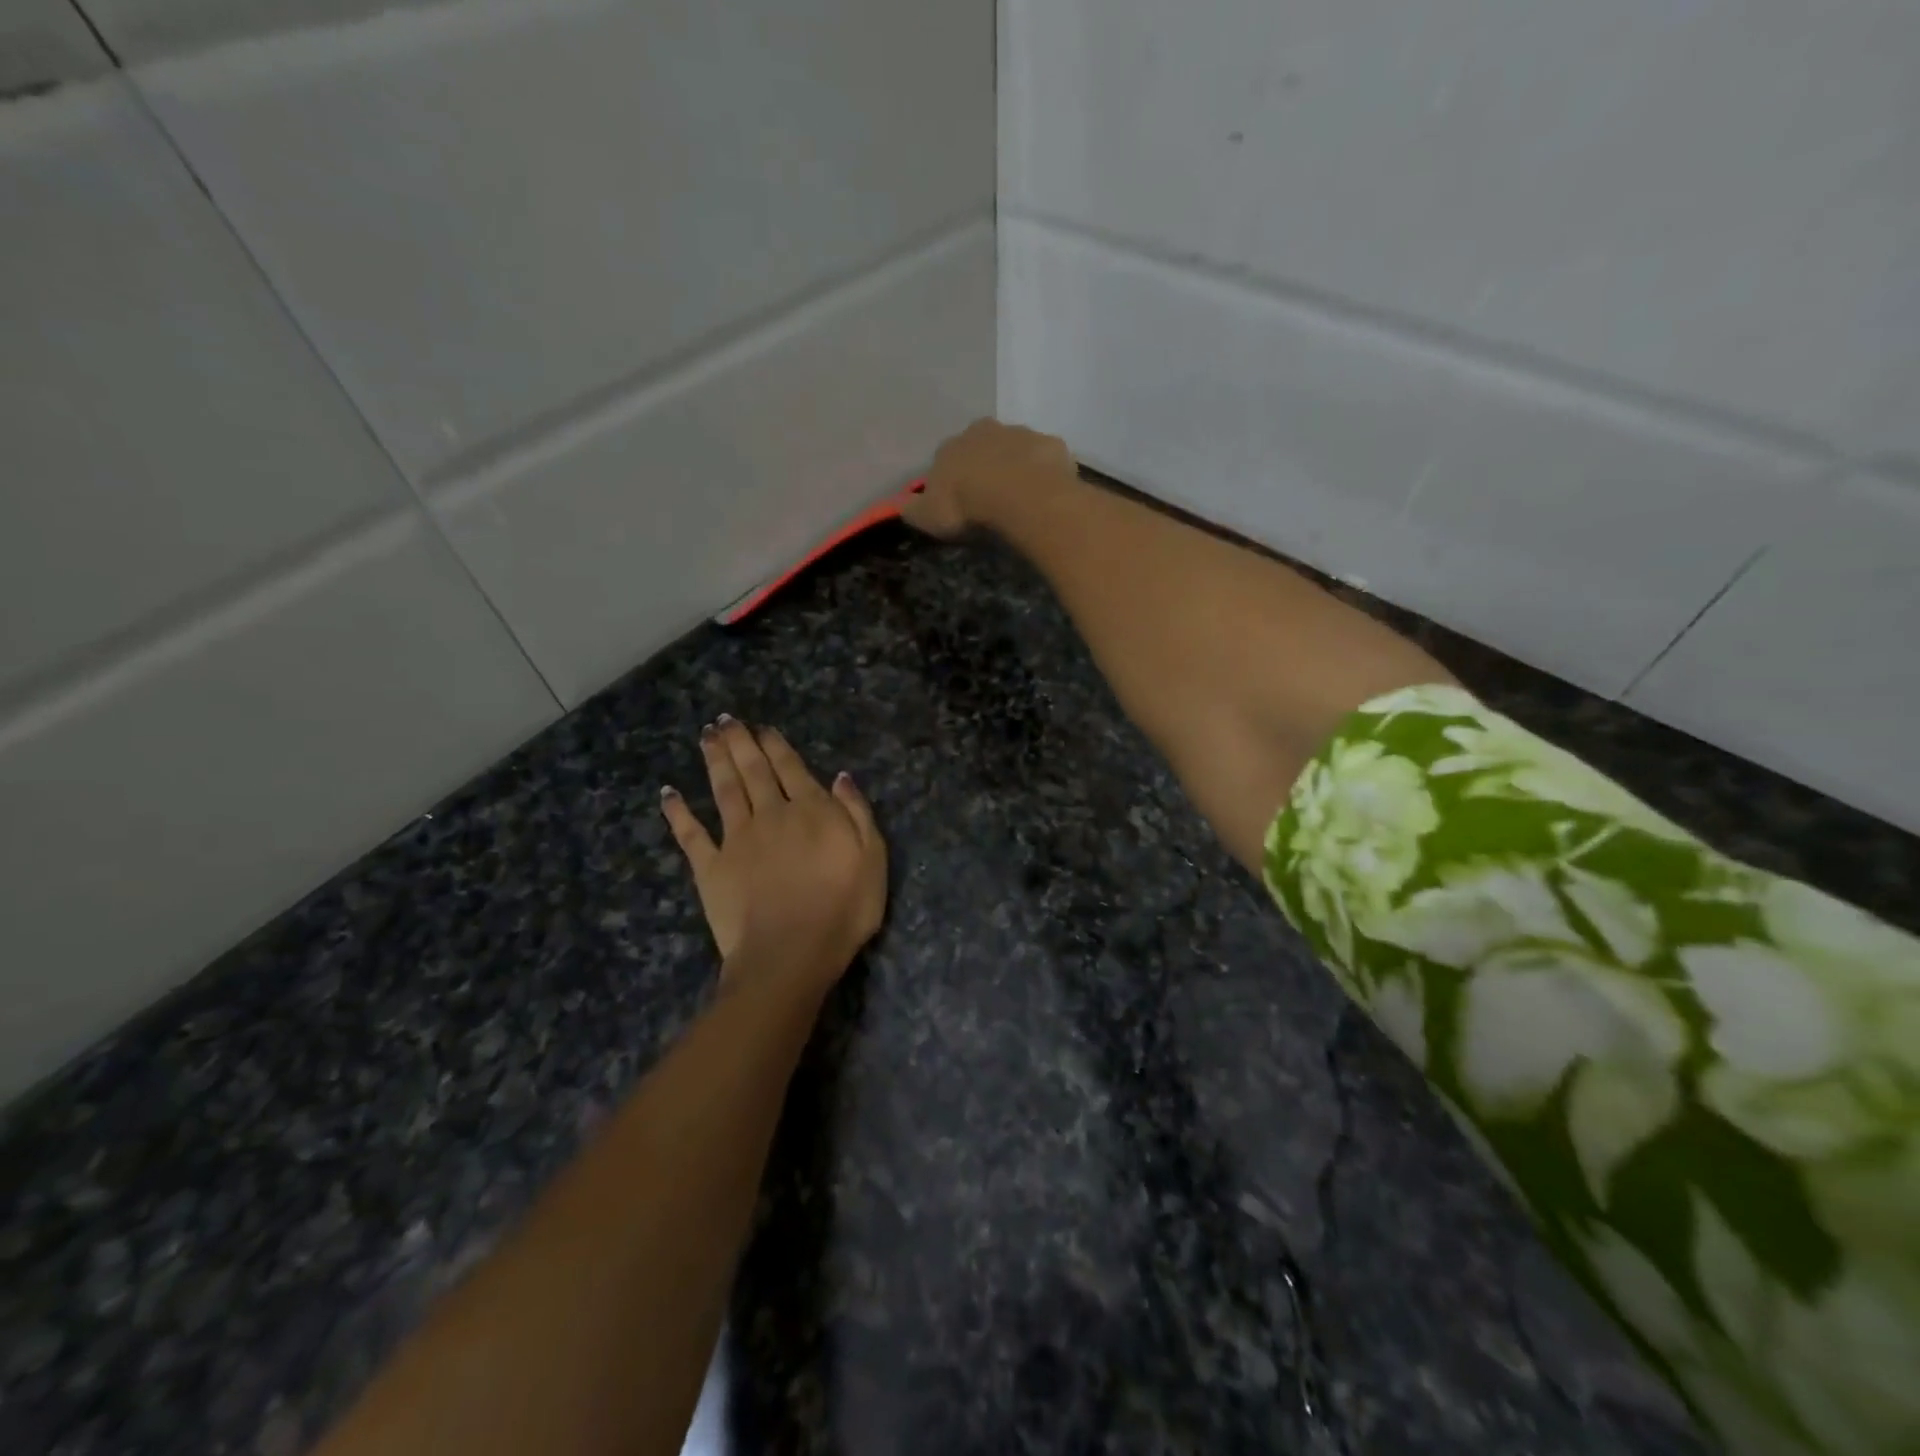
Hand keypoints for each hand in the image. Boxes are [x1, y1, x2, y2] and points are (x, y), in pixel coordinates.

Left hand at [660, 718, 886, 994]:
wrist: (791, 953)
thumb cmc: (843, 908)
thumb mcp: (872, 857)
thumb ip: (856, 813)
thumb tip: (840, 776)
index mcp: (810, 810)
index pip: (790, 768)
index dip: (776, 745)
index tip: (763, 728)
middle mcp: (770, 814)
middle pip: (753, 770)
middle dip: (740, 742)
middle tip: (725, 720)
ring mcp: (736, 839)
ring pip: (723, 790)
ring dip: (715, 761)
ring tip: (706, 736)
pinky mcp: (710, 867)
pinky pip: (690, 834)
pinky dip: (678, 812)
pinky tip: (668, 794)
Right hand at [901, 418, 1076, 539]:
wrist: (1019, 496)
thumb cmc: (967, 506)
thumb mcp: (927, 516)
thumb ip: (913, 508)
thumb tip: (903, 504)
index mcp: (951, 446)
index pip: (946, 459)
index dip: (953, 481)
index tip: (959, 503)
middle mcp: (984, 430)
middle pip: (983, 447)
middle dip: (986, 467)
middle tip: (992, 498)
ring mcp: (1022, 433)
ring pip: (1016, 449)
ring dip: (1017, 468)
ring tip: (1021, 499)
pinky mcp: (1052, 445)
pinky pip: (1046, 460)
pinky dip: (1045, 473)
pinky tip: (1046, 495)